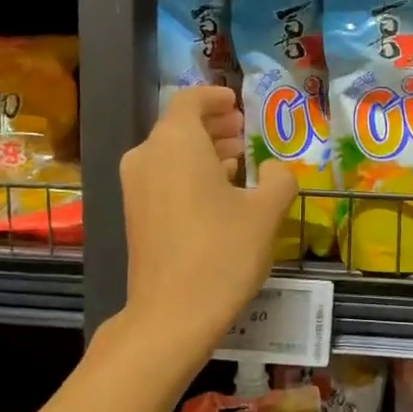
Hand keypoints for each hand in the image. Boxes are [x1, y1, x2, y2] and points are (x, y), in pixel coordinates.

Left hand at [120, 86, 298, 356]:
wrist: (172, 313)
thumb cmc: (222, 253)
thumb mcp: (266, 212)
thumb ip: (278, 179)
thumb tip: (274, 169)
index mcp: (175, 141)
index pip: (190, 100)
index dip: (215, 97)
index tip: (237, 103)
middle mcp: (147, 156)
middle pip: (178, 127)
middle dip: (212, 126)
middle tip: (243, 133)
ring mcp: (135, 187)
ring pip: (170, 154)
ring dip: (202, 152)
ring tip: (236, 163)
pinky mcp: (134, 215)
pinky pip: (162, 178)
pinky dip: (188, 175)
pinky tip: (216, 195)